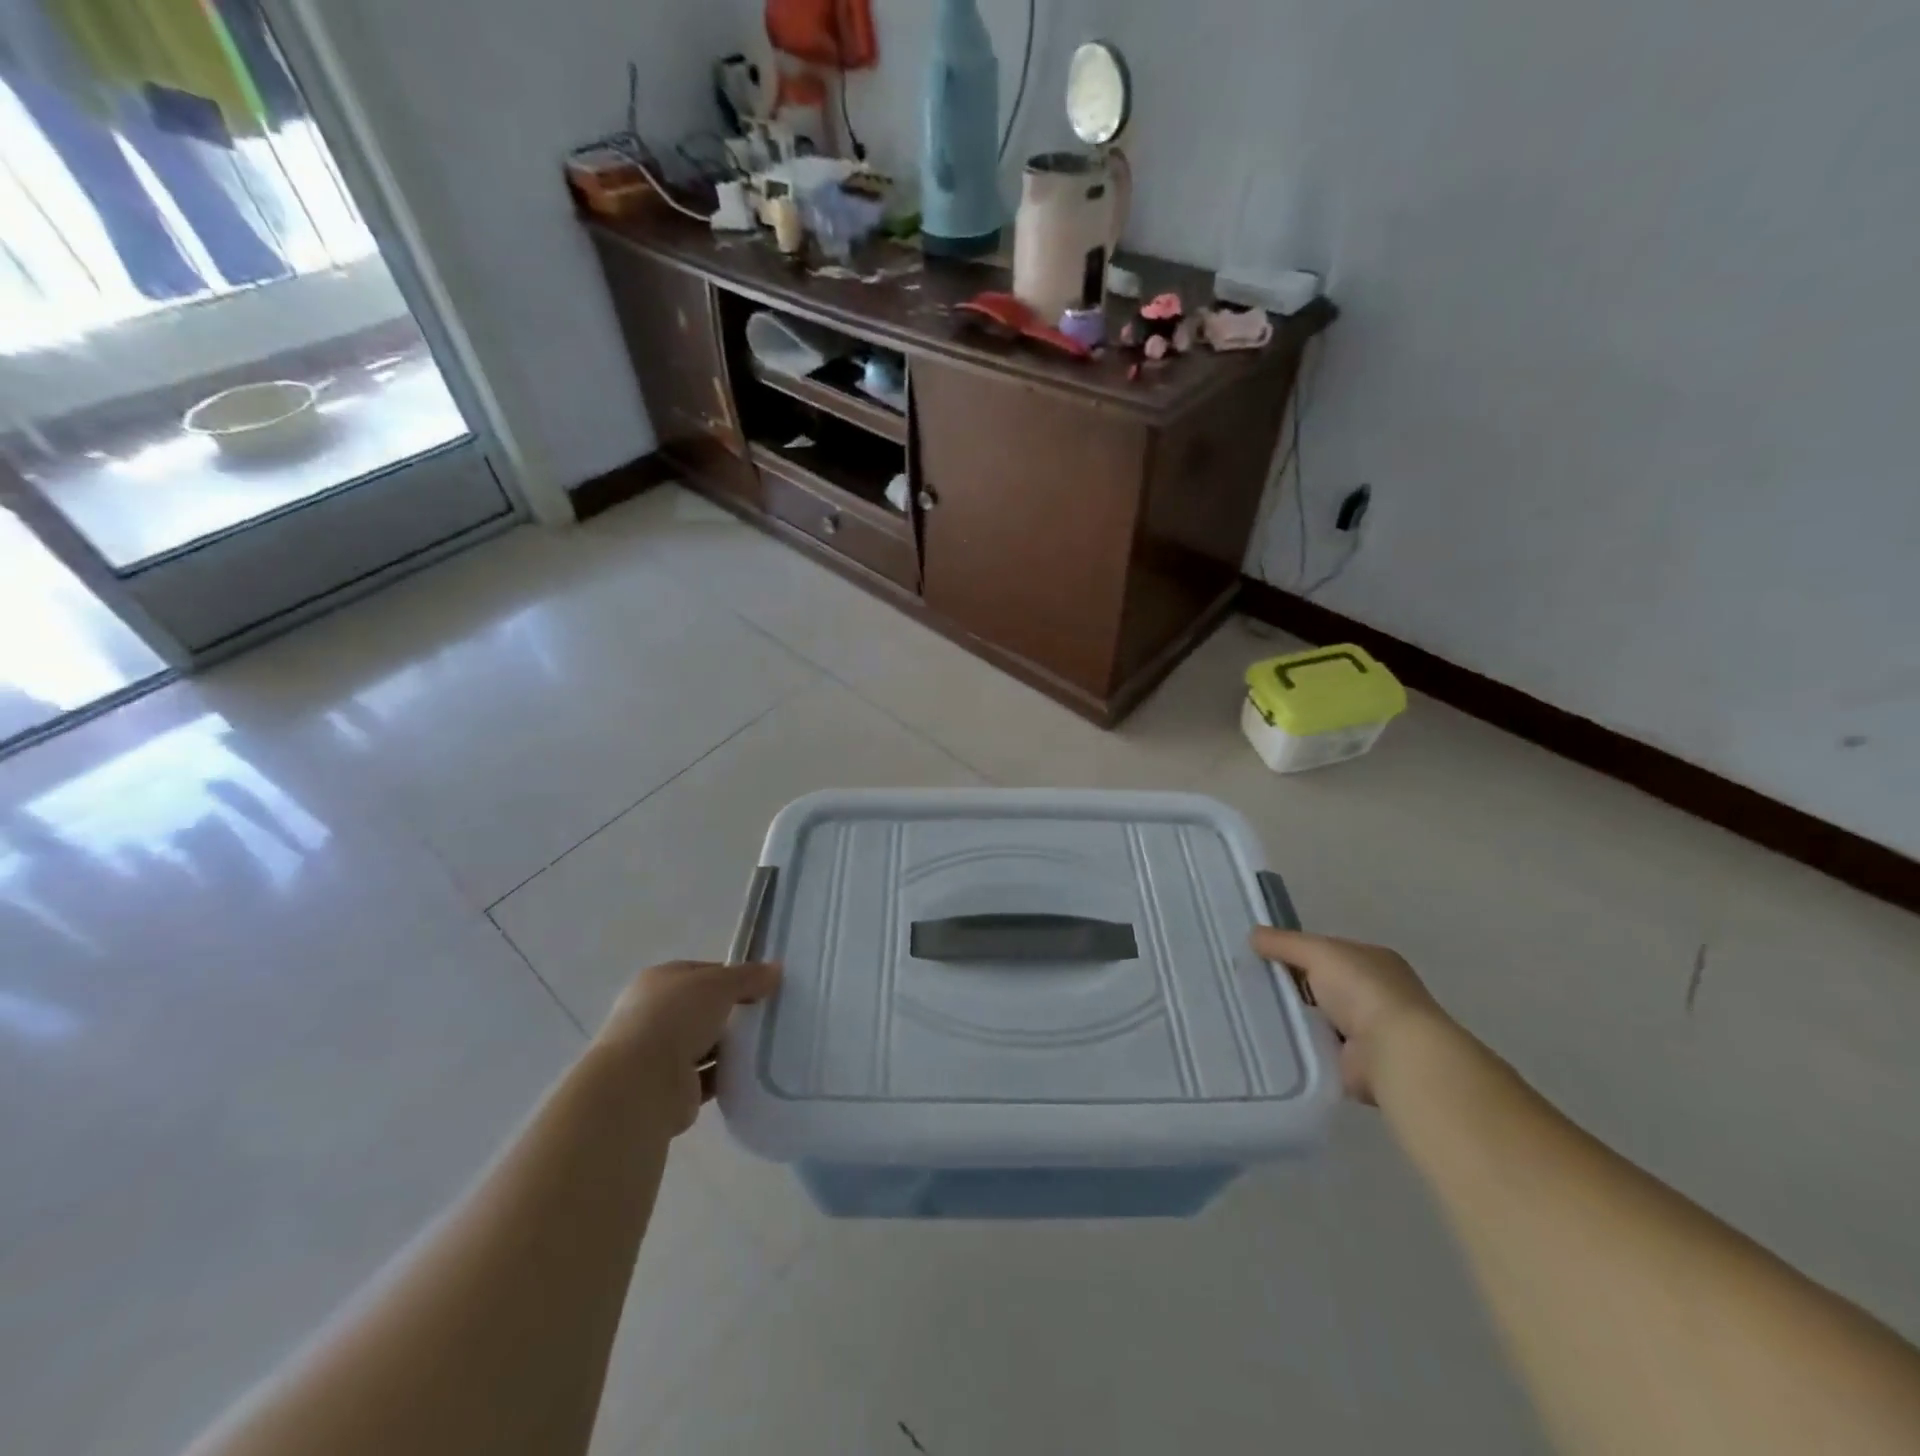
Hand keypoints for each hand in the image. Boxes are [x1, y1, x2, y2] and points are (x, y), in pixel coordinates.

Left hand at [595, 960, 780, 1134]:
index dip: (733, 977)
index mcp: (659, 981)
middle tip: (768, 1015)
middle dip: (734, 1012)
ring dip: (730, 1046)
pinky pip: (708, 1076)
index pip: (703, 973)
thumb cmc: (676, 1018)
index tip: (763, 986)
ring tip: (767, 1044)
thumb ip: (749, 976)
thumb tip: (775, 970)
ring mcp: (660, 1053)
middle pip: (704, 1009)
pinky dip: (726, 1075)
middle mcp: (654, 1014)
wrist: (642, 1083)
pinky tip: (752, 1072)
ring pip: (706, 1043)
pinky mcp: (672, 1088)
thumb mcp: (719, 984)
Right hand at [1251, 929, 1455, 1104]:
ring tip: (1250, 1011)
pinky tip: (1269, 1039)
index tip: (1260, 956)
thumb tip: (1252, 934)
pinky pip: (1317, 1046)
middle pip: (1320, 983)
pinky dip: (1299, 1043)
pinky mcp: (1355, 1062)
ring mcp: (1367, 1030)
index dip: (1295, 951)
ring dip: (1293, 1016)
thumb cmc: (1363, 990)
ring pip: (1316, 1015)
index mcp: (1373, 961)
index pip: (1327, 951)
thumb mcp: (1319, 952)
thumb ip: (1285, 943)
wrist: (1394, 1053)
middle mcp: (1374, 993)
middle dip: (1290, 985)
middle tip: (1247, 983)